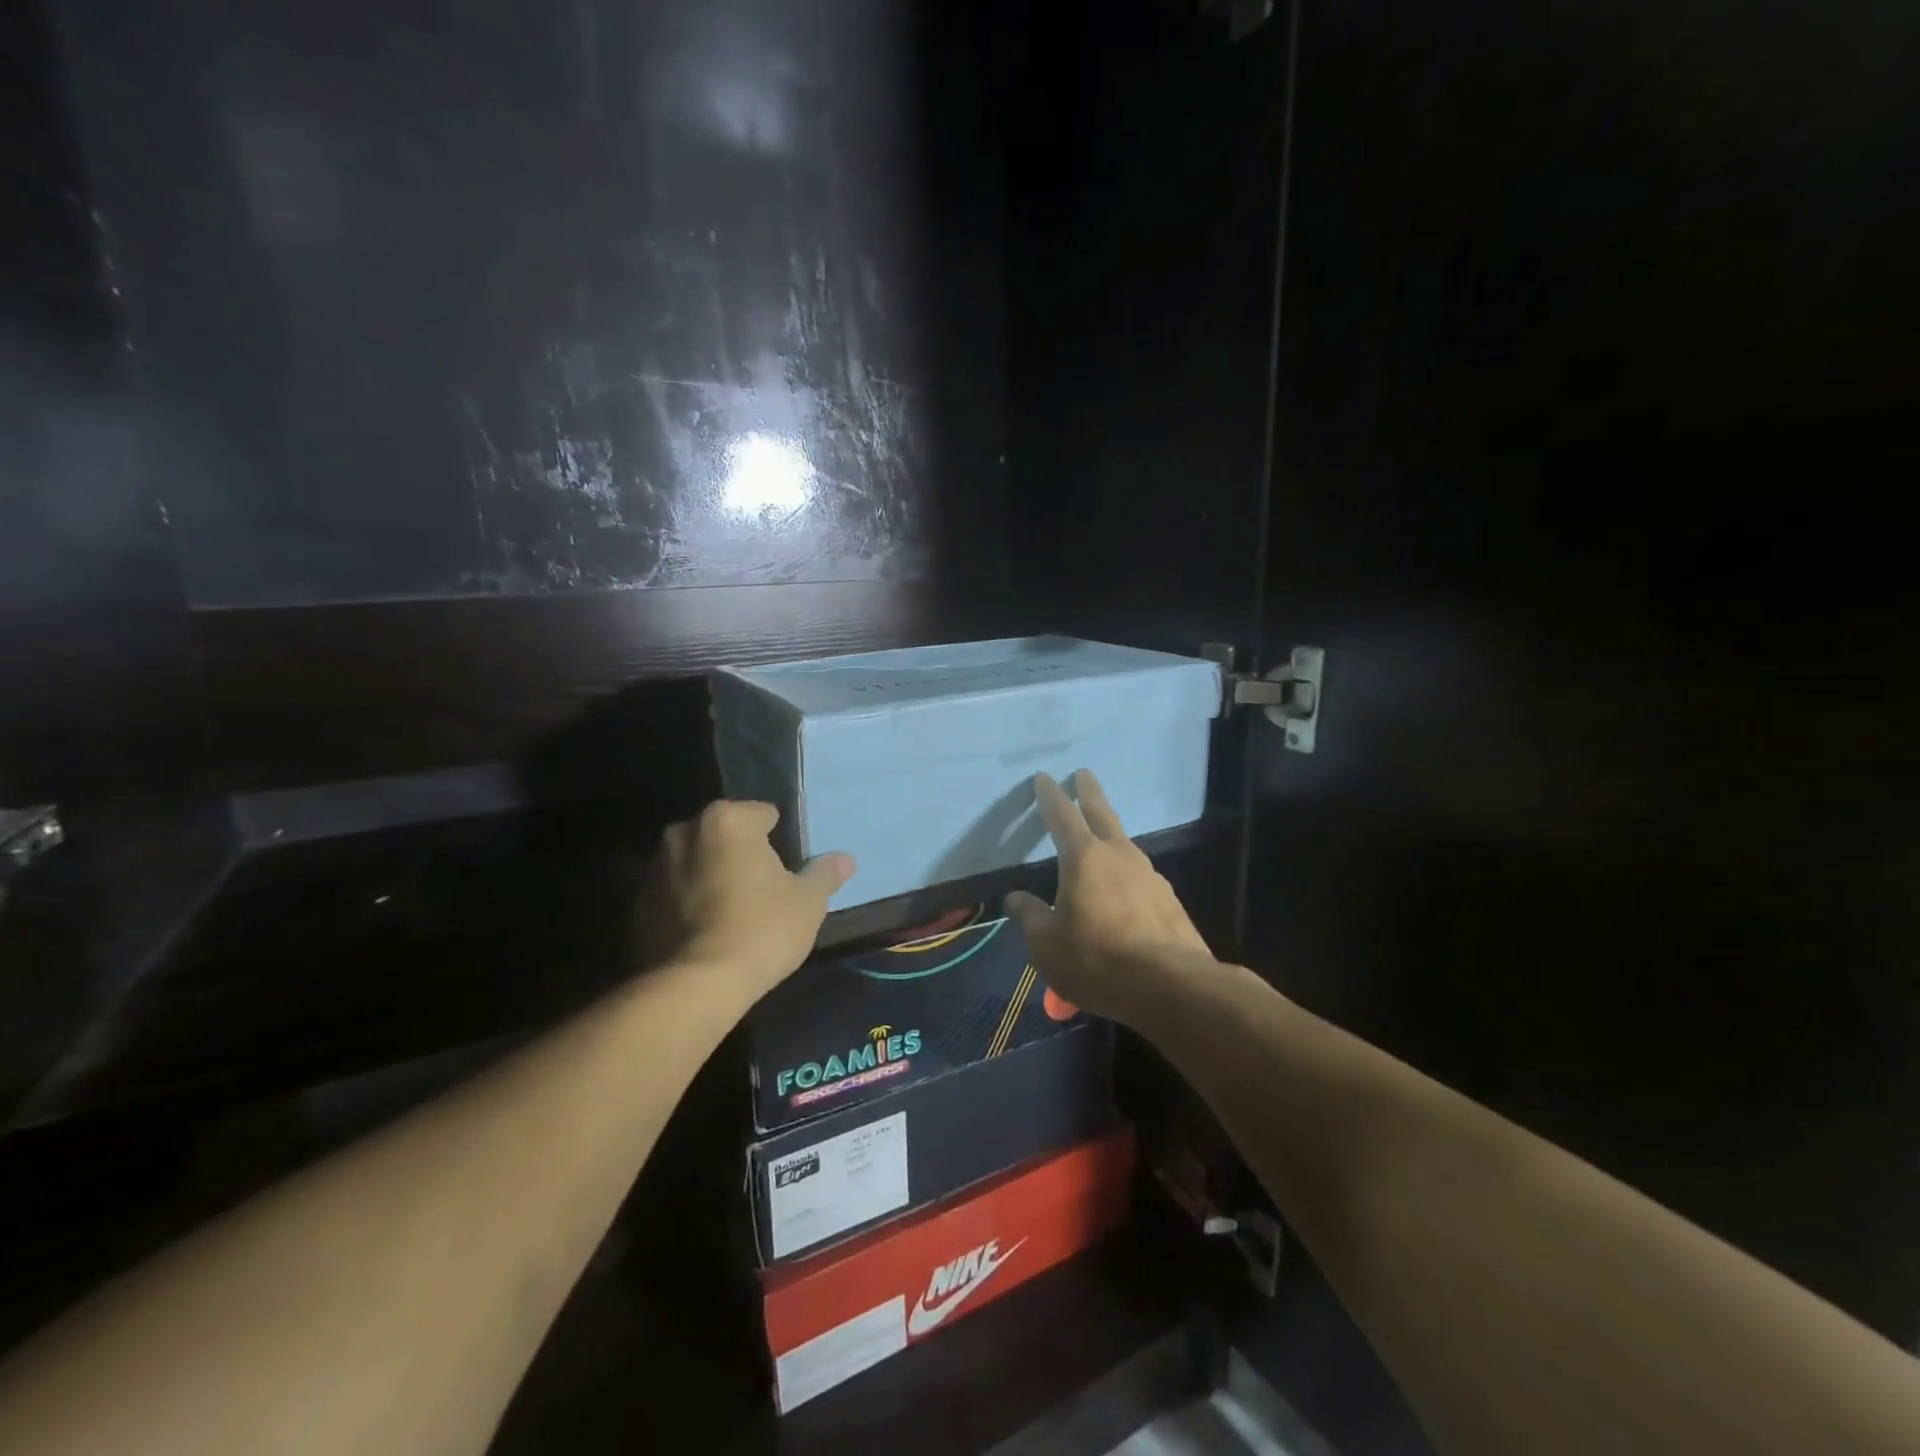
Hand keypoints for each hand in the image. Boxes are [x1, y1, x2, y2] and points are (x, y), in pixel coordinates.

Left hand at [643, 800, 854, 994]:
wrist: (696, 986)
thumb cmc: (761, 929)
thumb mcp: (808, 902)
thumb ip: (825, 874)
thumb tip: (845, 859)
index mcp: (727, 821)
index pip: (762, 814)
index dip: (780, 839)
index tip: (788, 868)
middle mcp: (684, 833)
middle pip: (724, 836)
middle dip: (740, 855)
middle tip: (764, 890)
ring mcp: (654, 870)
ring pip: (695, 864)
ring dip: (711, 877)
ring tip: (734, 914)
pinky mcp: (638, 906)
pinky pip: (674, 895)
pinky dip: (688, 905)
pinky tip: (708, 933)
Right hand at [1004, 771, 1212, 1021]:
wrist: (1172, 986)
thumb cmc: (1097, 959)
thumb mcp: (1046, 944)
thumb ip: (1029, 916)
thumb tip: (1016, 898)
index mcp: (1083, 858)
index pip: (1061, 816)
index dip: (1050, 796)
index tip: (1044, 777)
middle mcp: (1119, 856)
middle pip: (1102, 814)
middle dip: (1089, 793)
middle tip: (1083, 774)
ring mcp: (1149, 876)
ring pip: (1124, 844)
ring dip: (1109, 834)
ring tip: (1100, 838)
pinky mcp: (1168, 900)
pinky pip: (1139, 878)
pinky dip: (1125, 874)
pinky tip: (1123, 892)